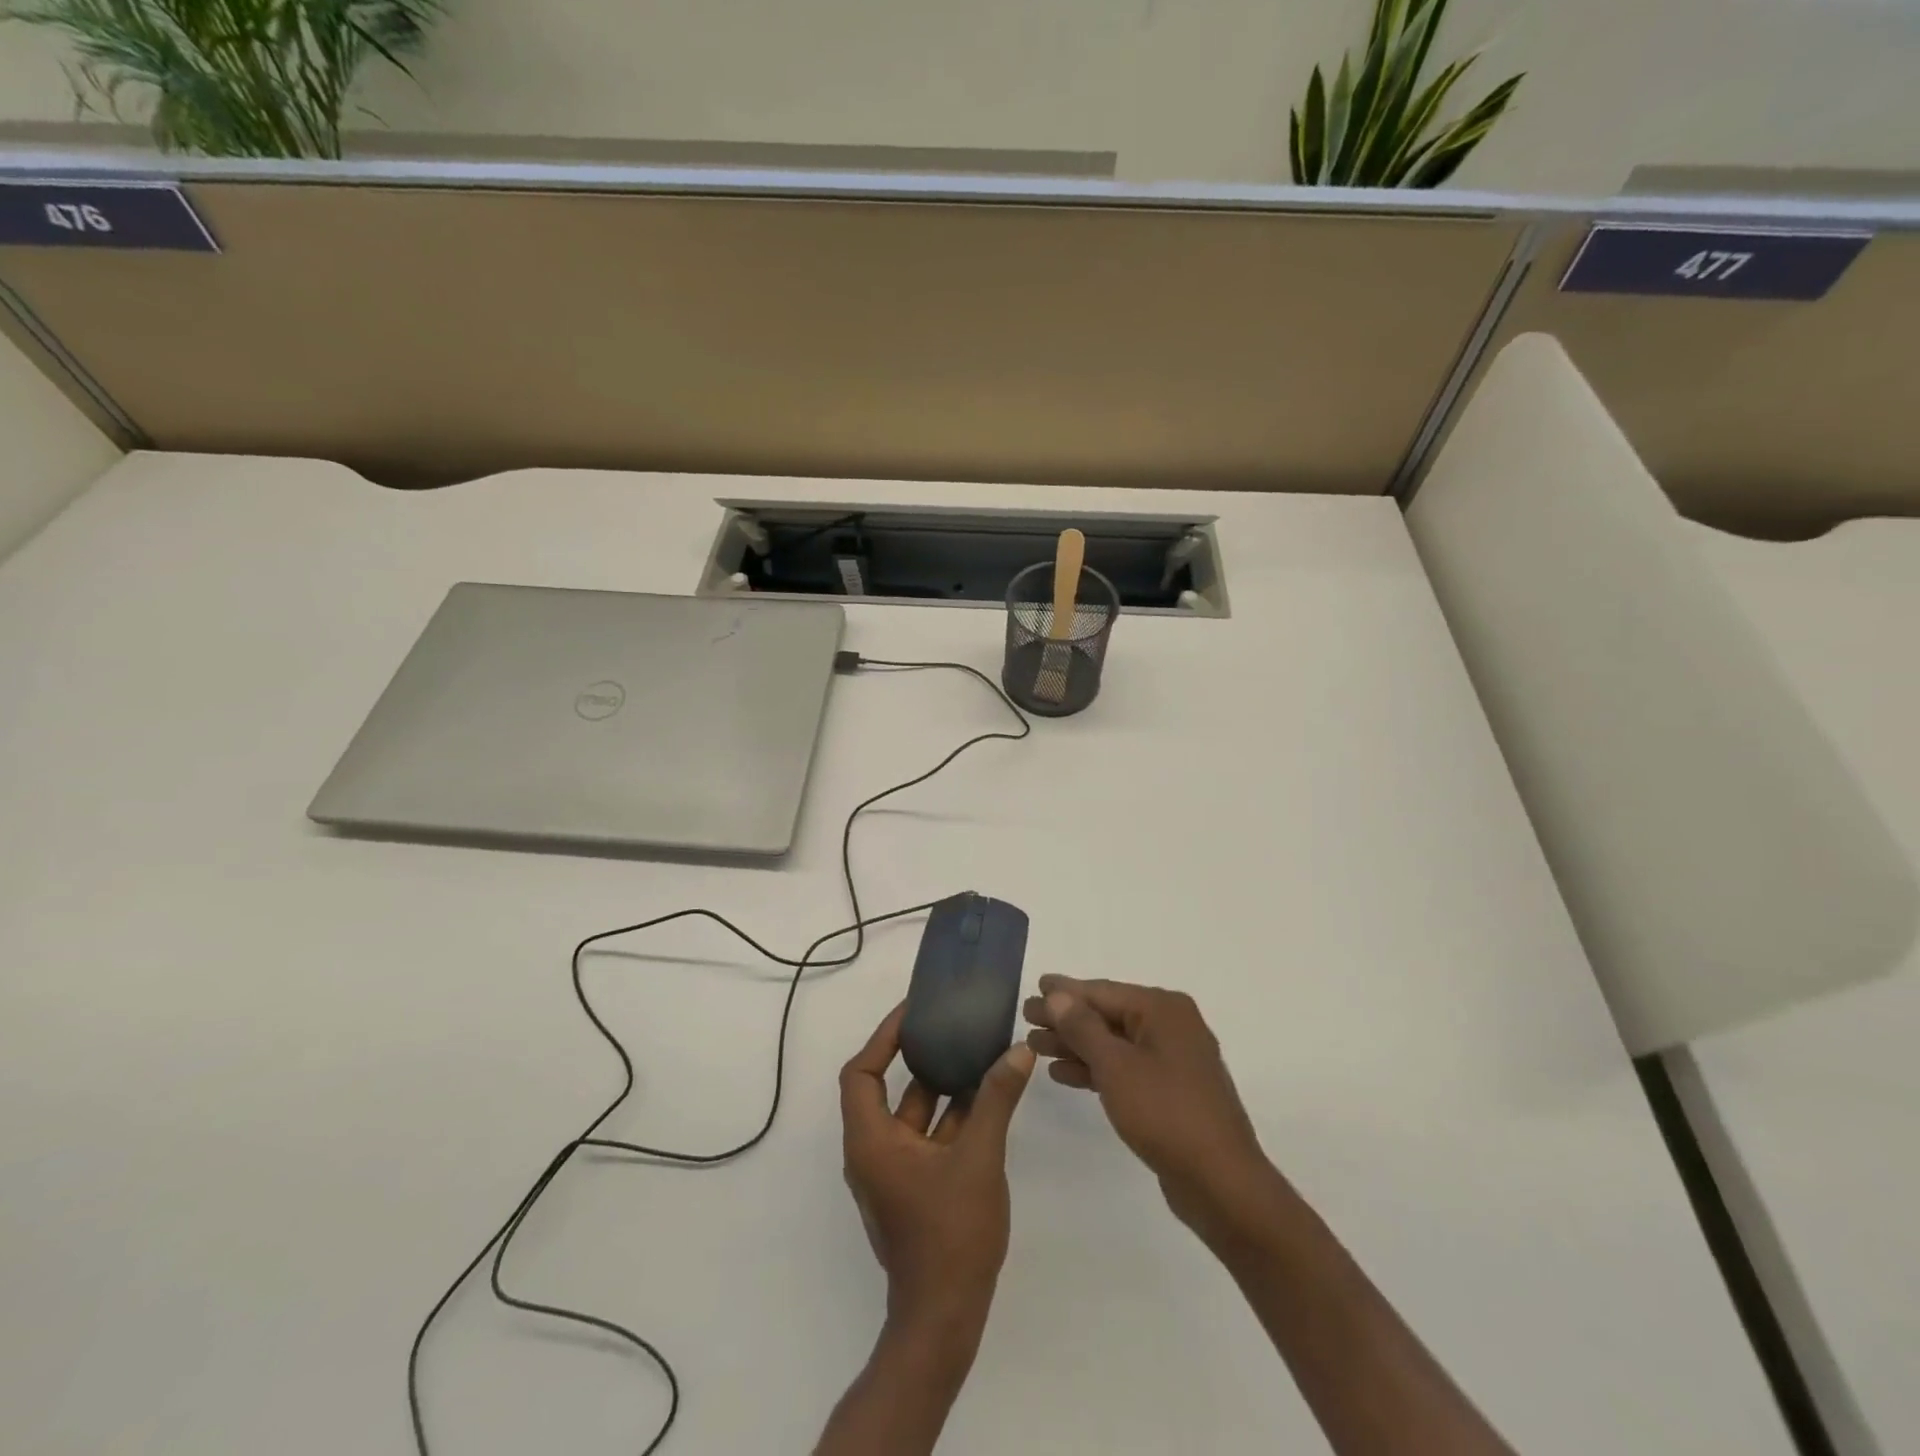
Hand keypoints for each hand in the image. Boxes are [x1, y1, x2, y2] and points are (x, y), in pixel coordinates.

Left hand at [840, 1003, 1036, 1338]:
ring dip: (940, 1085)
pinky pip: (928, 1138)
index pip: (861, 1072)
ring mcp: (894, 1172)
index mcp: (871, 1139)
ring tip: (973, 1050)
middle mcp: (874, 1150)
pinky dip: (951, 1116)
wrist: (944, 1320)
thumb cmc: (951, 1234)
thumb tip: (1018, 1050)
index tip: (913, 1012)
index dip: (883, 1037)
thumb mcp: (979, 1158)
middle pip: (886, 1088)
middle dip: (916, 1055)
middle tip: (947, 1023)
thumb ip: (997, 1100)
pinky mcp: (914, 1189)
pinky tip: (986, 1098)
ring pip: (913, 1114)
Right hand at [1023, 974, 1271, 1239]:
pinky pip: (1125, 1068)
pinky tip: (1063, 1074)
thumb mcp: (1116, 1066)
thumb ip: (1083, 1027)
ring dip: (1076, 1044)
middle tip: (1026, 1016)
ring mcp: (1174, 1060)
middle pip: (1107, 1015)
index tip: (1035, 987)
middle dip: (1066, 1019)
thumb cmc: (1165, 1113)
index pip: (1102, 991)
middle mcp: (1171, 1026)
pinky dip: (1096, 1068)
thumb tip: (1057, 994)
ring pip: (1114, 1043)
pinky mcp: (1171, 1091)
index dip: (1065, 991)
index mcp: (1163, 1009)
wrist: (1222, 1183)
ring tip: (1036, 1045)